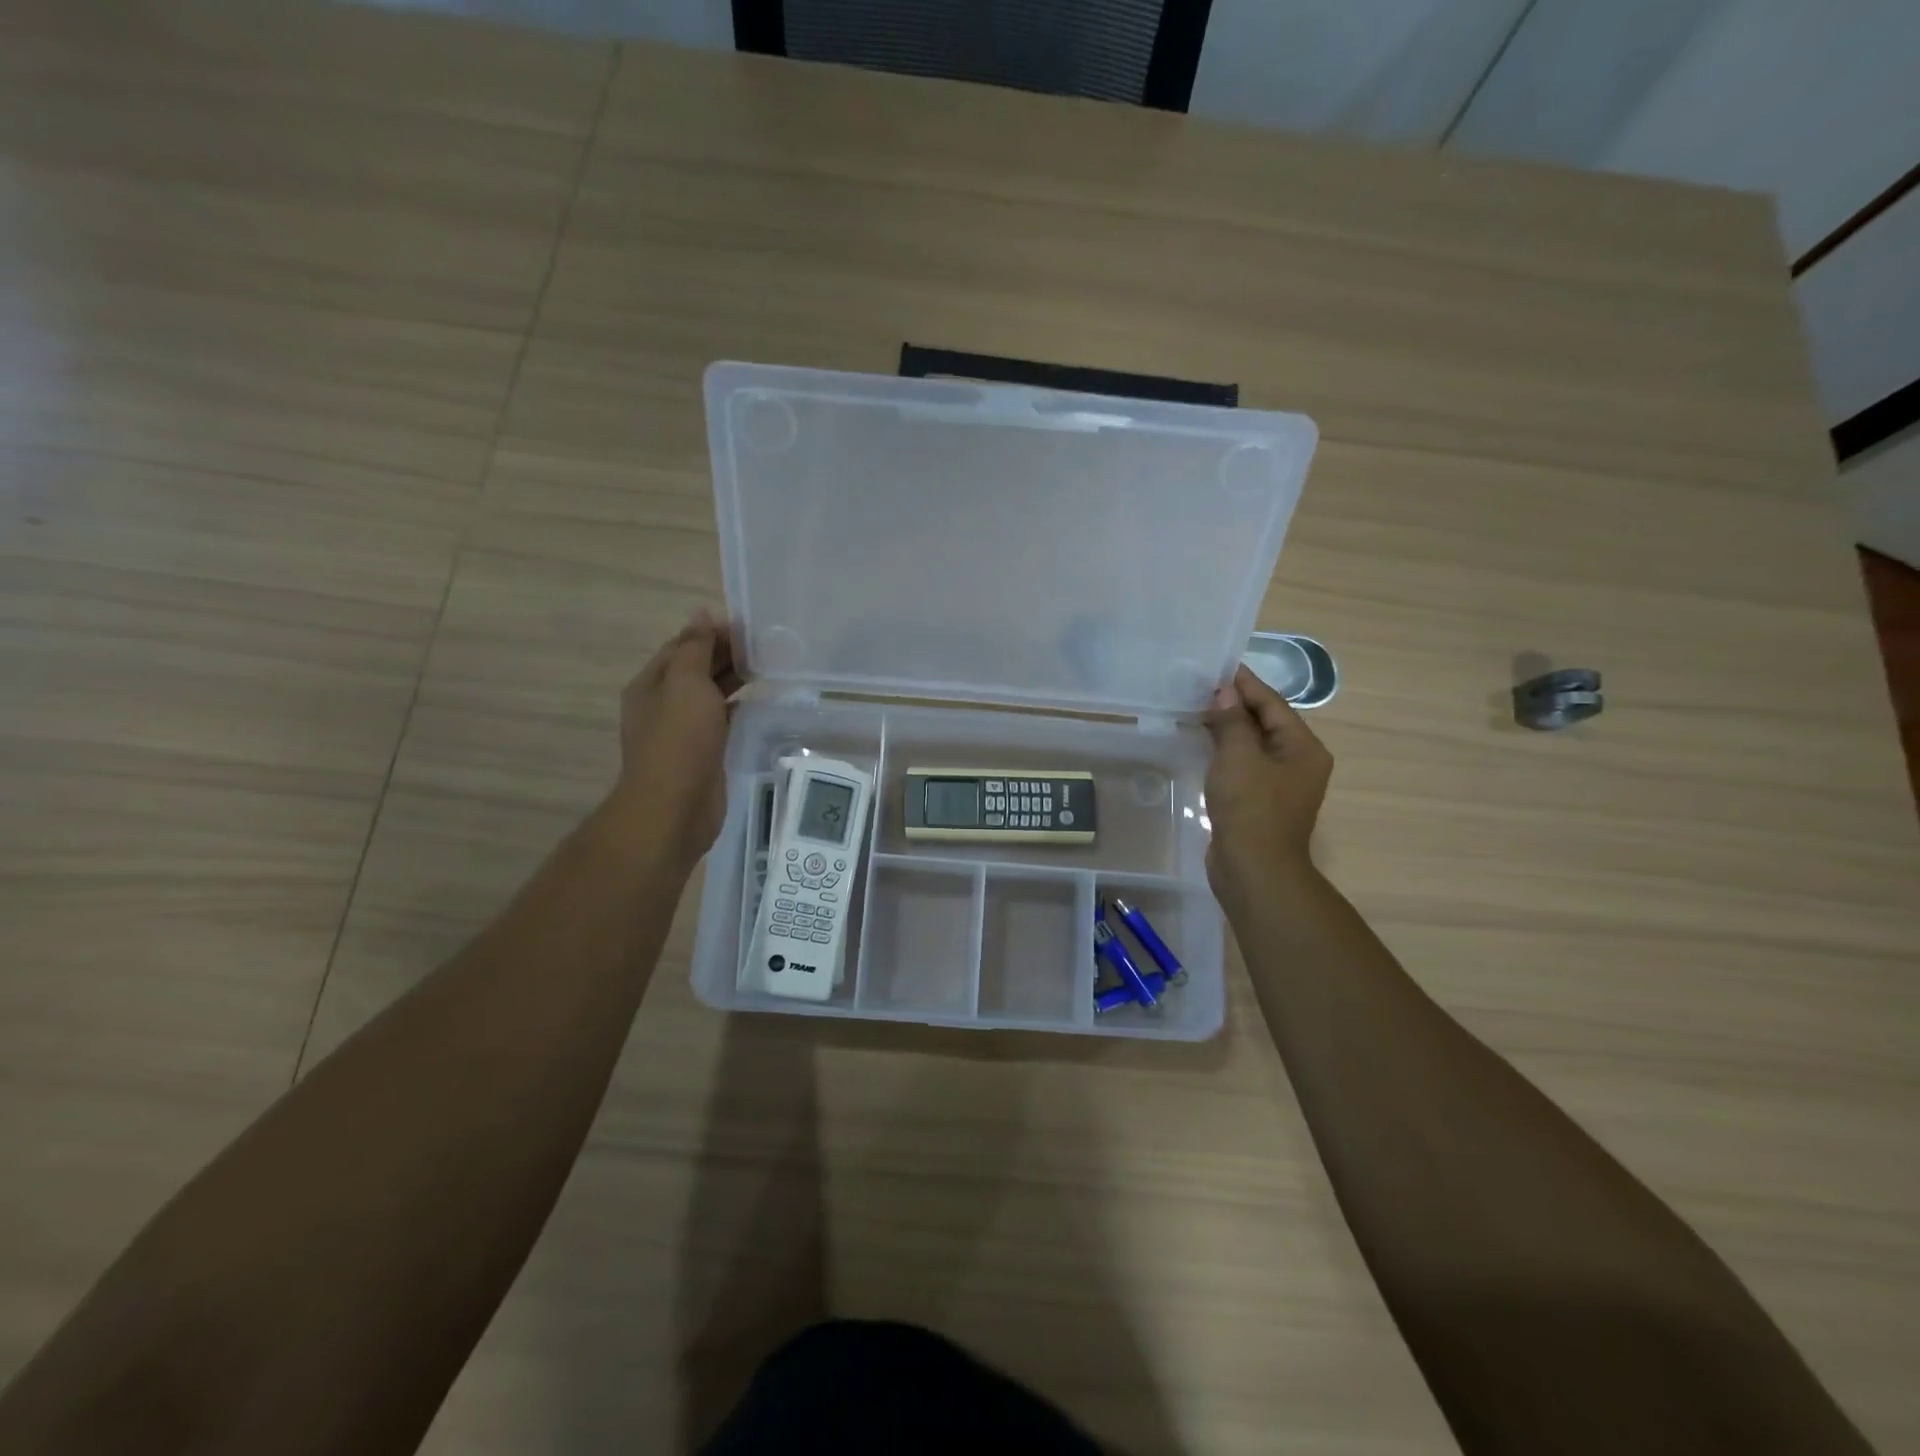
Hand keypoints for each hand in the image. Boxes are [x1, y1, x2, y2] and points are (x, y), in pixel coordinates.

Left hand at [606, 611, 743, 865]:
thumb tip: (701, 613)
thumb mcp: (686, 684)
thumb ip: (695, 648)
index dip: (712, 633)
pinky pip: (721, 721)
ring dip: (734, 681)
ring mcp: (683, 731)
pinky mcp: (703, 753)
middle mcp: (664, 704)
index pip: (683, 646)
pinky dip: (738, 708)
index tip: (748, 628)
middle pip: (696, 669)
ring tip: (768, 669)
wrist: (675, 807)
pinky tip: (759, 703)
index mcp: (652, 683)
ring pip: (710, 696)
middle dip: (725, 655)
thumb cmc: (679, 741)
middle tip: (765, 647)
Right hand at [1202, 665, 1332, 899]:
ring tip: (1199, 709)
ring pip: (1254, 745)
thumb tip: (1224, 693)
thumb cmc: (1251, 808)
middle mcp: (1299, 763)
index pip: (1273, 704)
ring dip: (1229, 728)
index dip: (1246, 684)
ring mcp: (1280, 785)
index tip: (1220, 667)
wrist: (1253, 869)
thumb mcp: (1239, 756)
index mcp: (1304, 748)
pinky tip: (1204, 745)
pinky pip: (1244, 766)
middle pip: (1267, 723)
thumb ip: (1232, 721)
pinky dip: (1226, 751)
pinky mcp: (1260, 802)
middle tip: (1203, 686)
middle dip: (1236, 704)